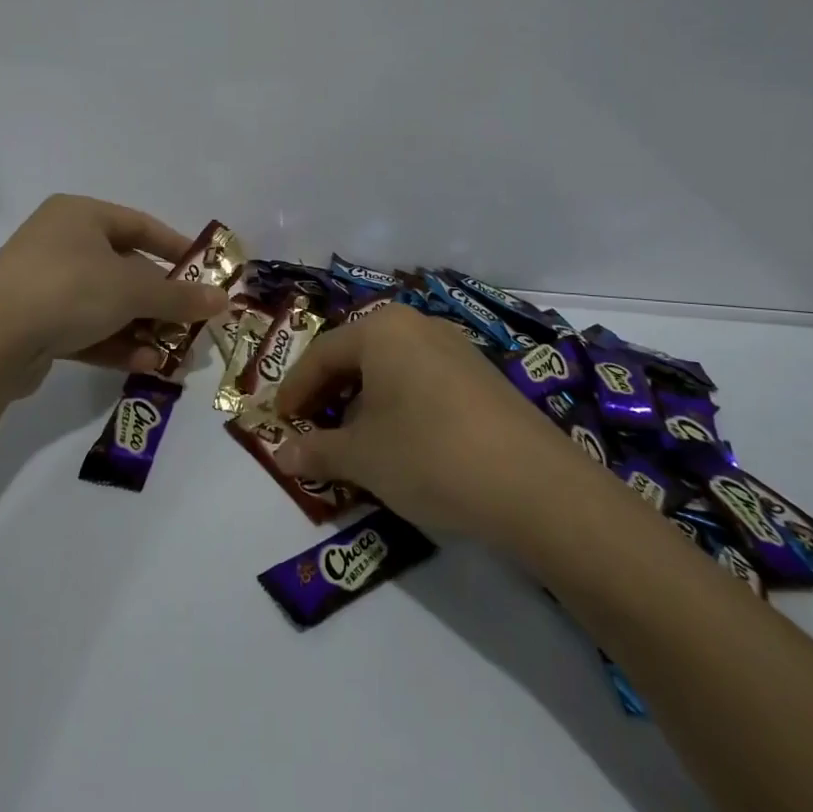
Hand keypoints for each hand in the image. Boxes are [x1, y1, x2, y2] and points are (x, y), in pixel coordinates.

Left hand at [0, 195, 228, 396]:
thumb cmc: (68, 290)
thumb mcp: (132, 290)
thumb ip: (179, 296)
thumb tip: (222, 300)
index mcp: (80, 215)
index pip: (140, 225)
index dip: (177, 248)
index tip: (205, 273)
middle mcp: (60, 242)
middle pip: (125, 268)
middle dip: (160, 300)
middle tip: (191, 323)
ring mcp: (43, 283)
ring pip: (105, 303)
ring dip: (141, 328)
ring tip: (173, 353)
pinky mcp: (33, 323)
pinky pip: (84, 328)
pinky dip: (114, 343)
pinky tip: (143, 365)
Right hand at [272, 305, 588, 545]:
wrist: (534, 485)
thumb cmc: (429, 454)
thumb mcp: (362, 457)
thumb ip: (317, 452)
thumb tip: (283, 455)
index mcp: (382, 329)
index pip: (322, 354)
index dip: (295, 390)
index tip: (278, 422)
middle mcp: (419, 326)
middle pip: (357, 355)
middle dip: (329, 395)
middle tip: (311, 429)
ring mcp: (456, 349)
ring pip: (392, 370)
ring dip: (364, 403)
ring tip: (353, 442)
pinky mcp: (483, 378)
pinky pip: (423, 382)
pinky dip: (399, 407)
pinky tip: (401, 444)